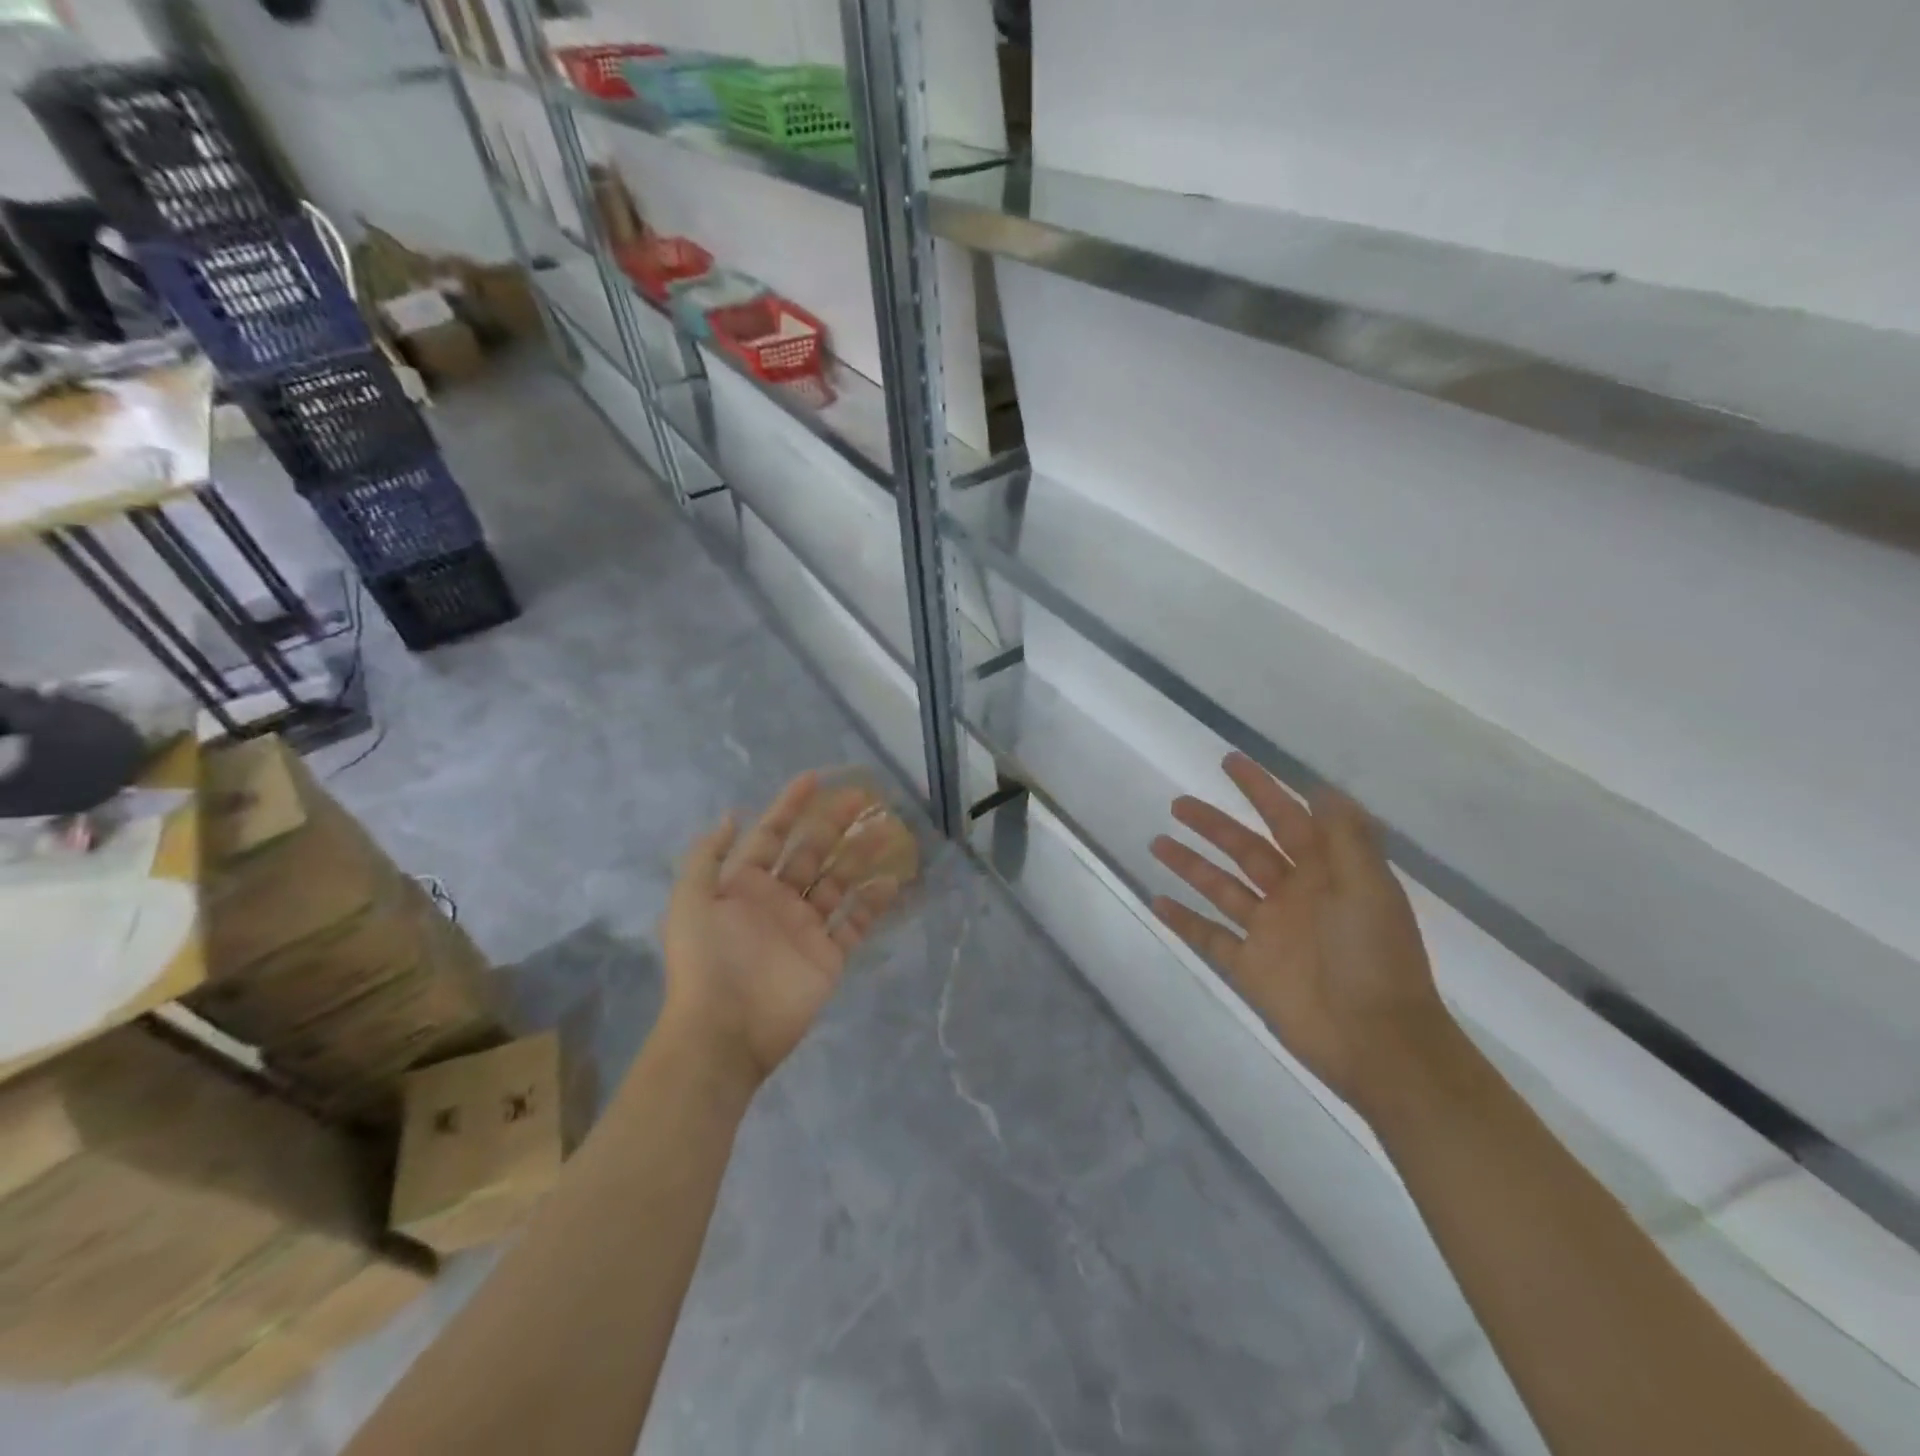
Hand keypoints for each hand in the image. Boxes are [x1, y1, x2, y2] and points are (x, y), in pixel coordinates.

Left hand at [660, 772, 901, 1095]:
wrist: (724, 1030)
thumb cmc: (706, 960)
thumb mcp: (689, 901)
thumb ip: (708, 856)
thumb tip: (732, 815)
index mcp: (744, 885)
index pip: (772, 835)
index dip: (791, 806)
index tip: (815, 779)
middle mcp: (778, 899)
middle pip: (812, 852)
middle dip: (834, 823)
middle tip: (863, 797)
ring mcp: (806, 927)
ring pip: (839, 881)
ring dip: (861, 855)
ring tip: (888, 831)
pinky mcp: (829, 956)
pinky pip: (855, 923)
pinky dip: (873, 903)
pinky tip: (891, 881)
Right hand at [1150, 753, 1451, 1114]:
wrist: (1378, 1042)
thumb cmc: (1375, 958)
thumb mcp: (1370, 888)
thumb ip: (1345, 838)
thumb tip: (1321, 787)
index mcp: (1325, 873)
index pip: (1287, 818)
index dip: (1260, 789)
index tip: (1230, 762)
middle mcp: (1293, 895)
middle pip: (1245, 849)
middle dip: (1213, 824)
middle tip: (1178, 804)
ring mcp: (1269, 932)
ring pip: (1221, 887)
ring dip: (1191, 864)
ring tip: (1157, 842)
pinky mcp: (1250, 967)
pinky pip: (1209, 936)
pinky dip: (1184, 920)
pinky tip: (1157, 901)